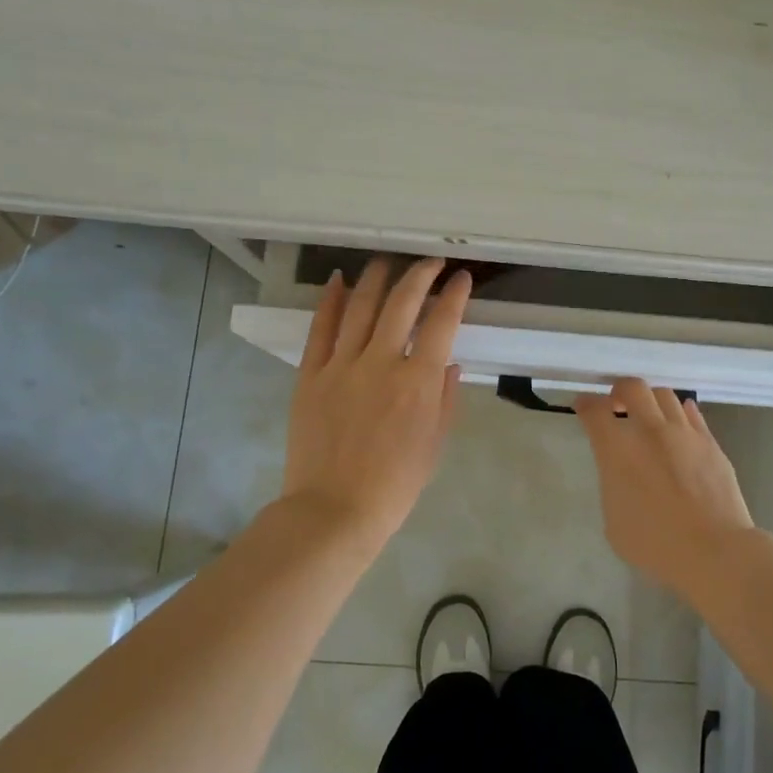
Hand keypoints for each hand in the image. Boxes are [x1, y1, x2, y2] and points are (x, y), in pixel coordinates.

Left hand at [280, 256, 469, 551]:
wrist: (334, 510)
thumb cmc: (394, 485)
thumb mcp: (434, 445)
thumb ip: (445, 399)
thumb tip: (449, 363)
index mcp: (418, 382)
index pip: (441, 323)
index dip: (454, 296)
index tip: (462, 279)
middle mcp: (381, 363)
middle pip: (402, 303)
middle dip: (420, 275)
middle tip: (431, 262)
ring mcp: (341, 366)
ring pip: (360, 306)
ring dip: (377, 278)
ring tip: (388, 262)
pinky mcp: (310, 375)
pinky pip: (320, 329)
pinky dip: (330, 300)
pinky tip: (338, 281)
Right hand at [573, 379, 754, 594]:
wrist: (714, 550)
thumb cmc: (655, 544)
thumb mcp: (614, 521)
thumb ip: (613, 485)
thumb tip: (621, 472)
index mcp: (618, 450)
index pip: (594, 411)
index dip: (585, 404)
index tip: (584, 407)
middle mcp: (650, 431)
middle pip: (632, 388)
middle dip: (619, 390)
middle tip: (616, 405)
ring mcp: (684, 433)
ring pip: (665, 395)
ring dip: (651, 400)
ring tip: (649, 416)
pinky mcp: (710, 442)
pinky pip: (692, 414)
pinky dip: (680, 413)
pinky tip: (678, 424)